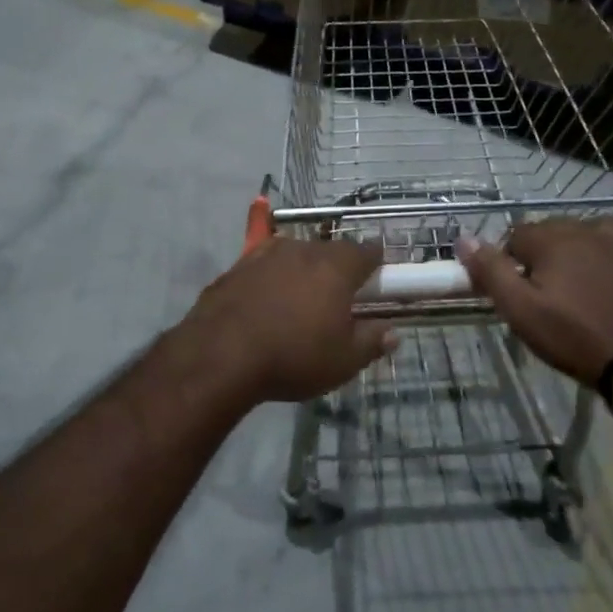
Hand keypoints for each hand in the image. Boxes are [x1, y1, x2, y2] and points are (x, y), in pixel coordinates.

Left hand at [185, 239, 396, 404]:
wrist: (220, 355)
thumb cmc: (293, 356)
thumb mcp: (343, 361)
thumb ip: (371, 342)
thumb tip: (392, 333)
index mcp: (336, 267)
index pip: (367, 251)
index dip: (376, 263)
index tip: (377, 280)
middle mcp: (303, 249)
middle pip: (330, 251)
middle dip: (337, 269)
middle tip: (338, 298)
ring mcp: (266, 253)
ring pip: (295, 254)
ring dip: (302, 270)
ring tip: (299, 300)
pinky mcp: (237, 266)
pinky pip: (263, 264)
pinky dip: (270, 276)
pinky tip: (265, 297)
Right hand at [456, 219, 612, 384]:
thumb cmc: (570, 335)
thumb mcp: (518, 308)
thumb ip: (490, 270)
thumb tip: (464, 238)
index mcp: (554, 239)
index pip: (517, 235)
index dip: (510, 260)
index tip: (513, 289)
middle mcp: (589, 231)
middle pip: (554, 228)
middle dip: (543, 252)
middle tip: (540, 291)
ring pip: (597, 228)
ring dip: (584, 243)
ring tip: (577, 274)